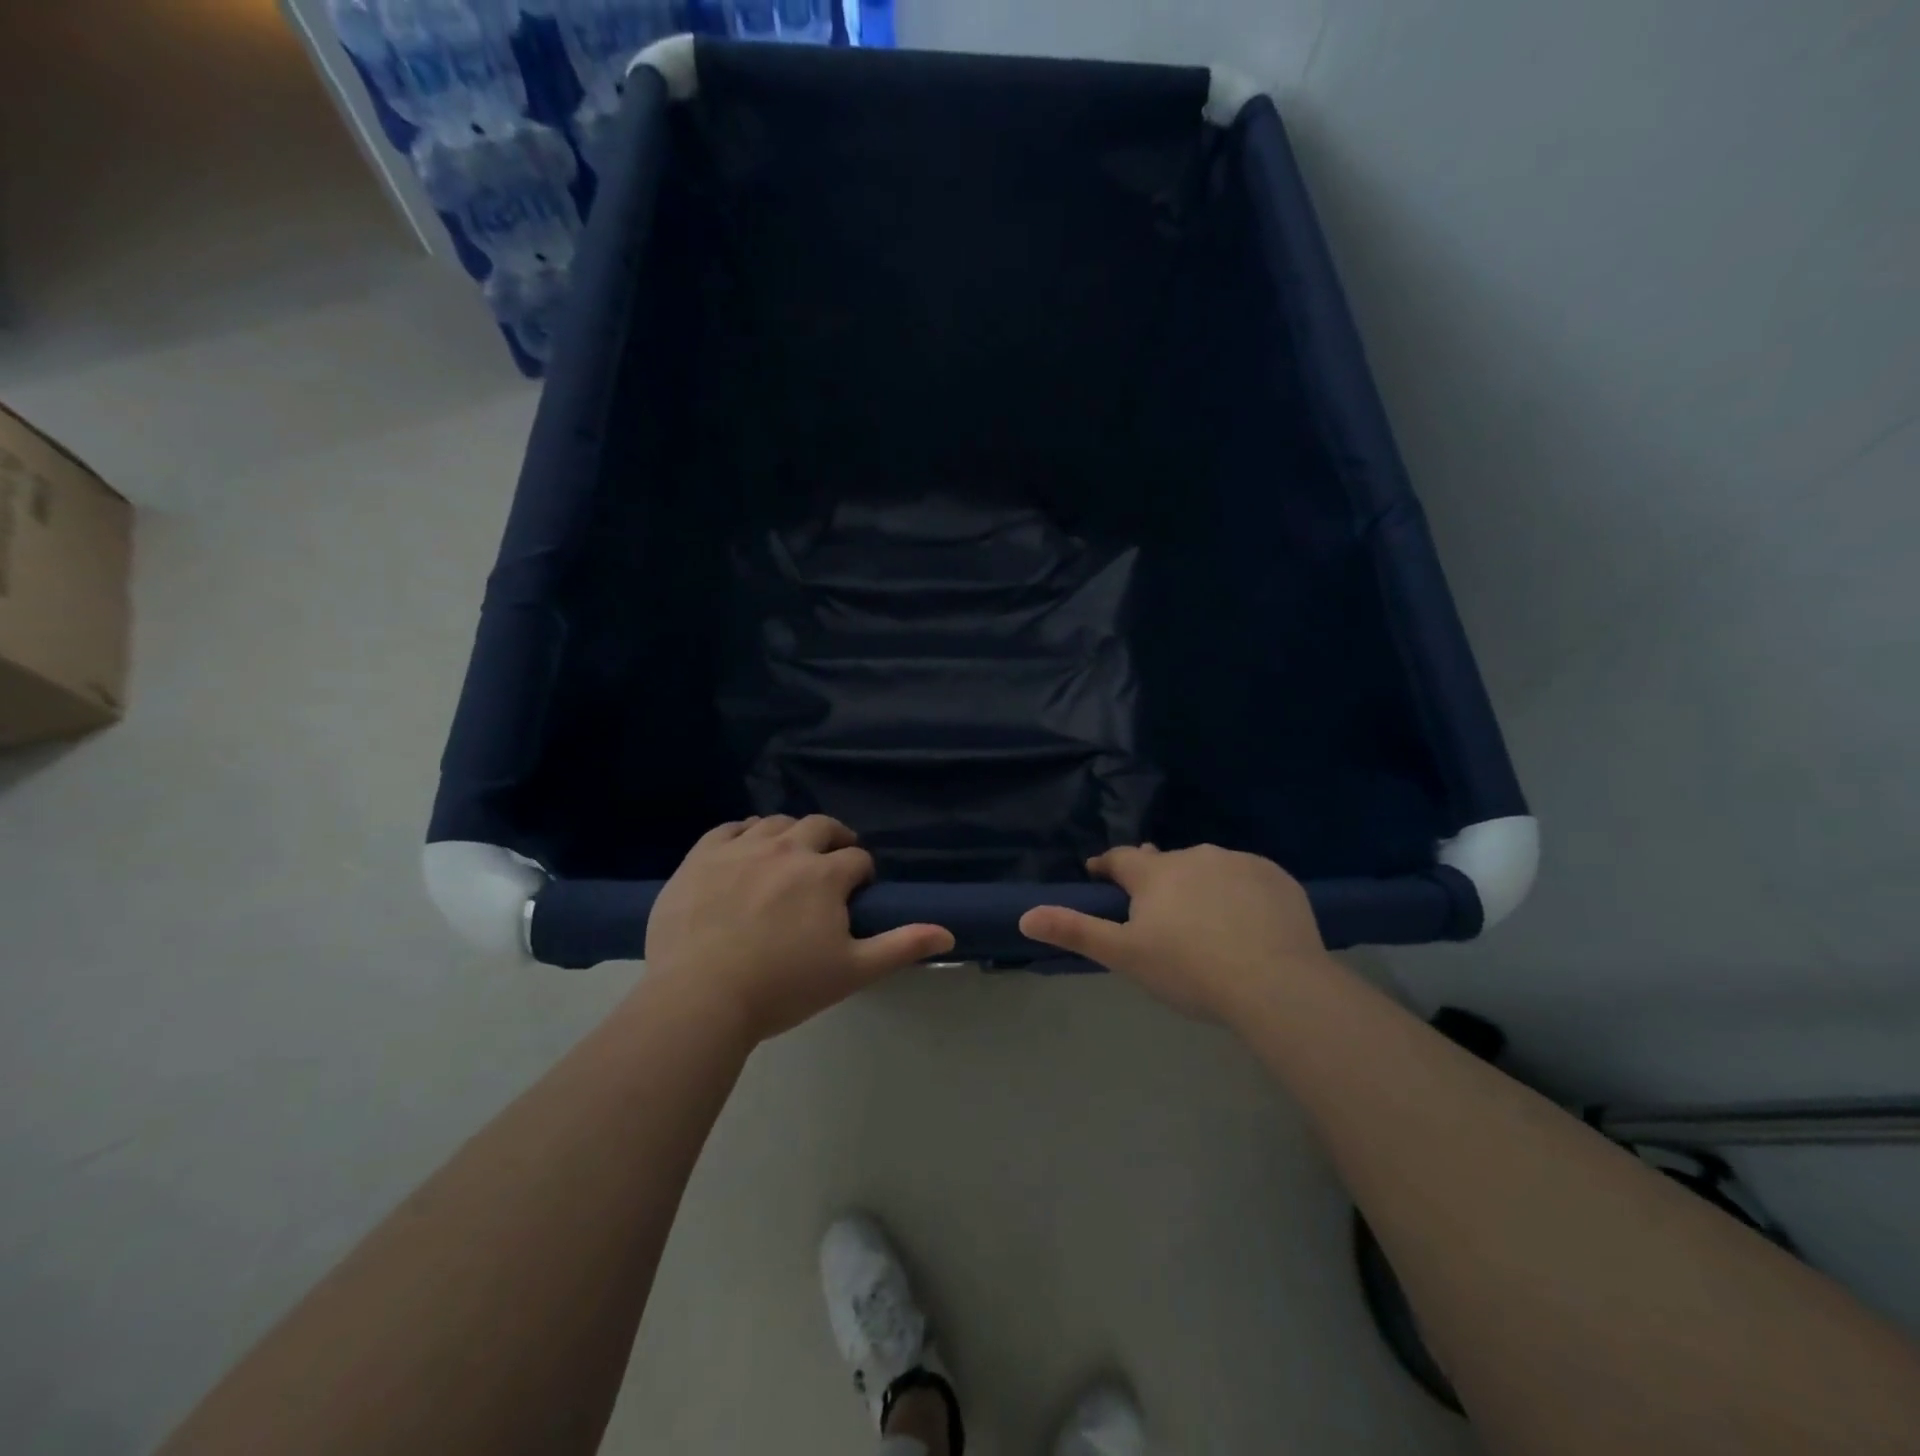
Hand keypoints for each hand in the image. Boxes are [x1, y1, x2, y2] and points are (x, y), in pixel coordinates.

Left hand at [644, 815, 953, 1044]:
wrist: (699, 998)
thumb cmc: (782, 988)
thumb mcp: (851, 971)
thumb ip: (901, 946)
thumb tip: (949, 931)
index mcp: (825, 874)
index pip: (857, 859)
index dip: (862, 873)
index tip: (856, 892)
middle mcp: (787, 848)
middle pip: (820, 827)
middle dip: (834, 840)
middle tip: (830, 864)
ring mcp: (741, 848)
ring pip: (776, 823)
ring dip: (792, 835)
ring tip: (789, 857)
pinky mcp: (702, 856)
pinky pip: (730, 828)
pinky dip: (746, 834)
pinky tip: (746, 851)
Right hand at [1018, 844, 1330, 1022]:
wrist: (1275, 983)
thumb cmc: (1189, 970)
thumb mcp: (1125, 955)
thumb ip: (1075, 931)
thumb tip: (1025, 916)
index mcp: (1155, 873)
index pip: (1120, 859)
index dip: (1106, 866)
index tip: (1099, 874)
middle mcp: (1194, 856)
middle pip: (1165, 862)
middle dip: (1156, 878)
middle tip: (1156, 907)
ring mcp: (1238, 863)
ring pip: (1208, 867)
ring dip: (1198, 883)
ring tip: (1204, 917)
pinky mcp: (1276, 878)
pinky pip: (1247, 878)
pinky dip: (1239, 892)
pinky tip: (1247, 921)